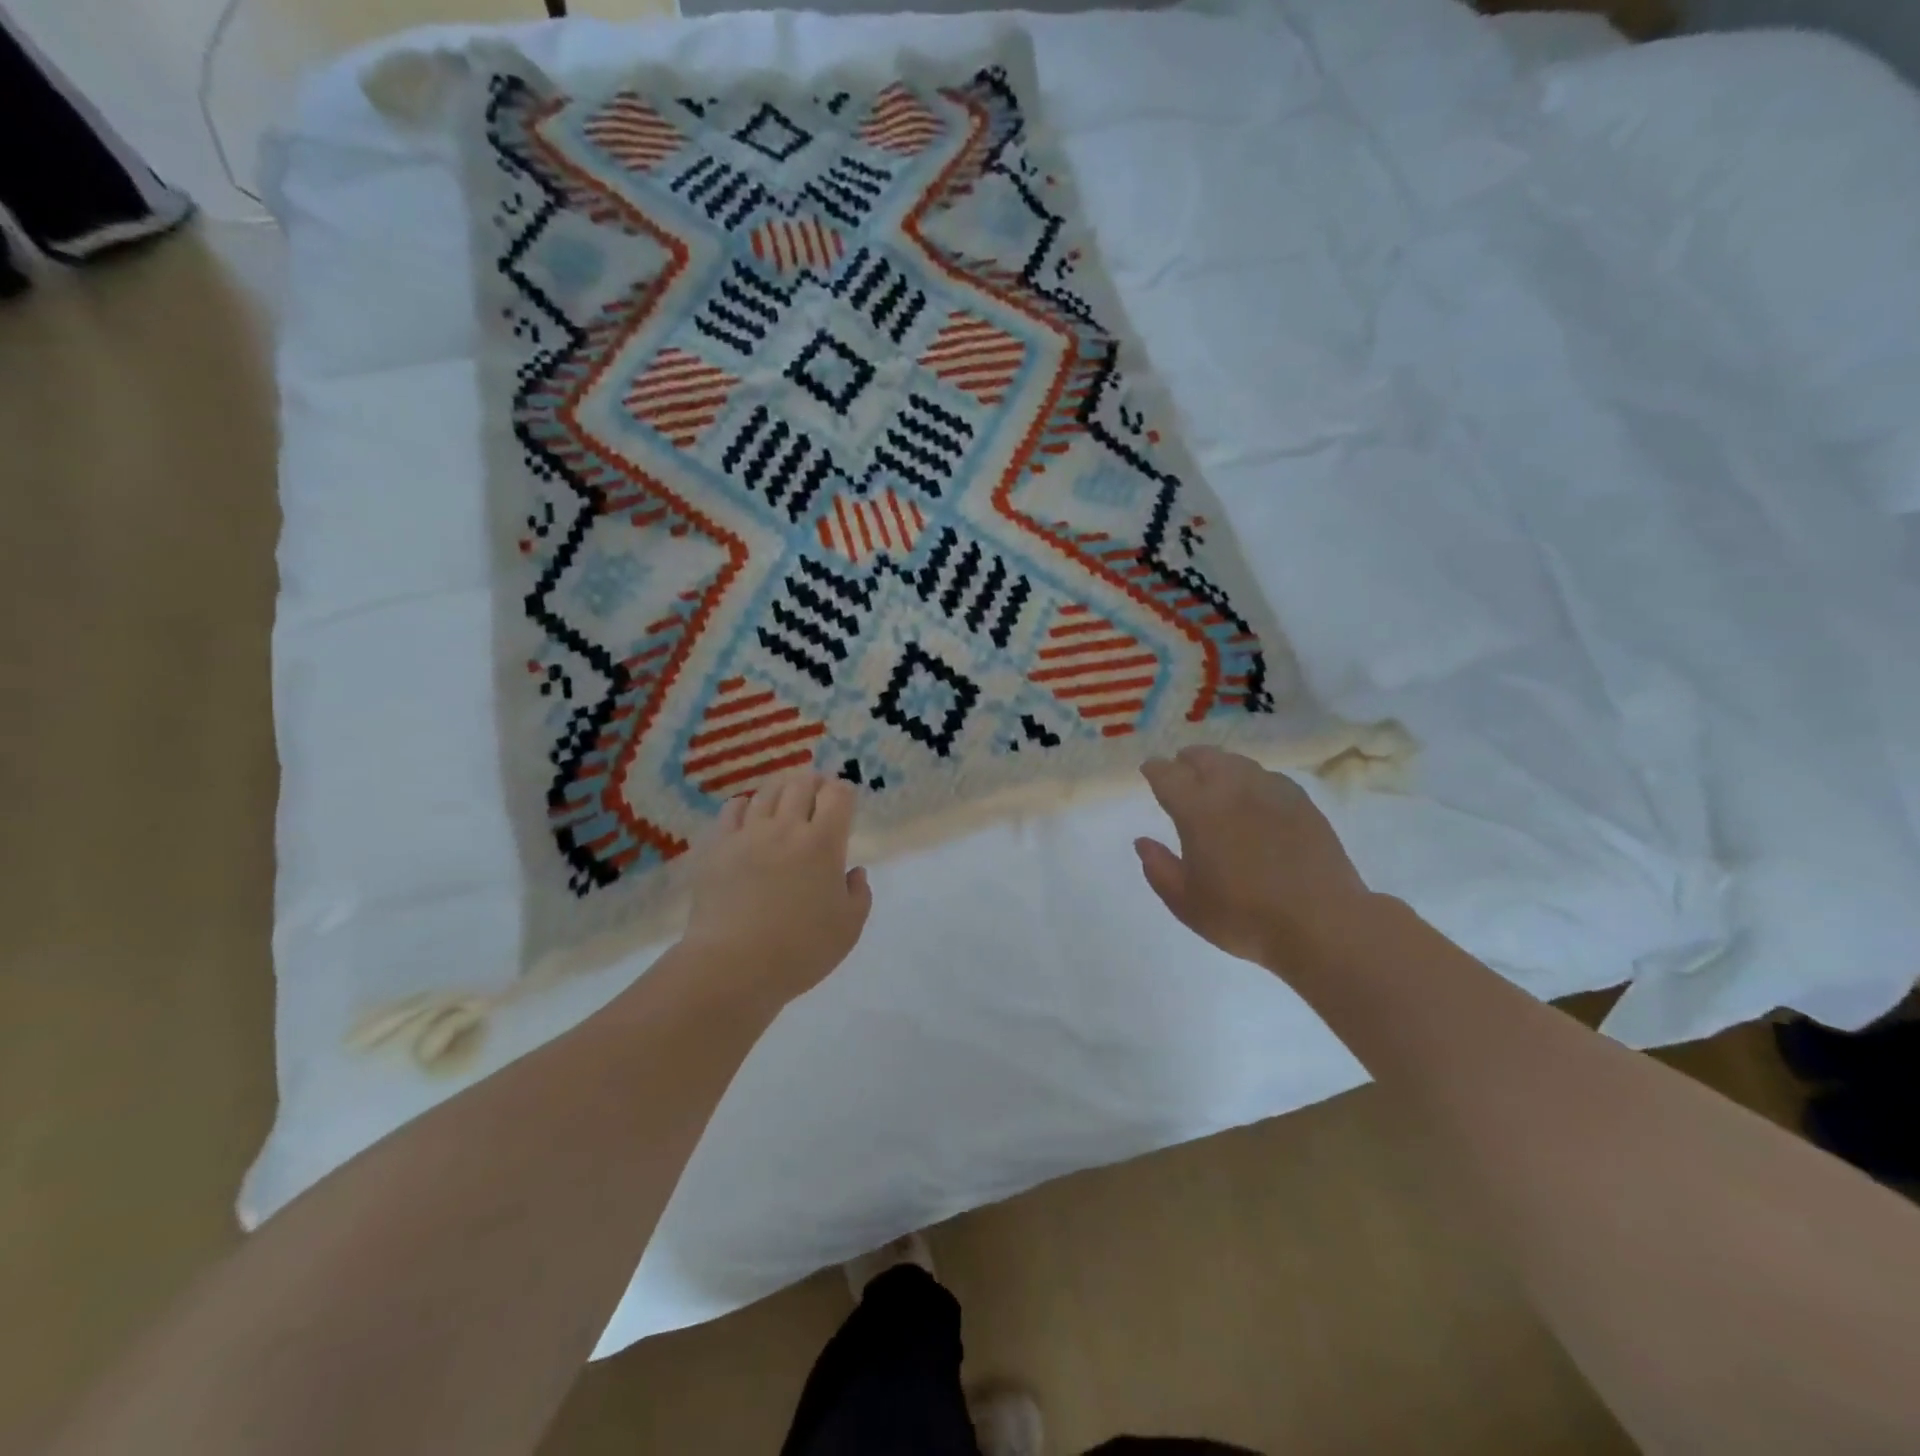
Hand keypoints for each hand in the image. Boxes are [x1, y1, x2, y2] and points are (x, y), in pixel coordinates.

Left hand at [680, 769, 872, 1007]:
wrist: (733, 966)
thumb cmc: (800, 950)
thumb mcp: (848, 928)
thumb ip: (858, 894)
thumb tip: (854, 872)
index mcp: (823, 843)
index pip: (837, 795)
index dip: (843, 791)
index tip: (844, 800)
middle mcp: (786, 827)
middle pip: (802, 783)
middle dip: (814, 782)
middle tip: (817, 792)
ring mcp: (748, 834)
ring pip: (767, 791)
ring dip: (782, 789)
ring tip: (785, 798)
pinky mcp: (717, 846)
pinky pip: (733, 809)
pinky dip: (746, 805)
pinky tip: (749, 815)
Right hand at [1136, 746, 1374, 970]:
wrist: (1321, 923)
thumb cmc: (1243, 916)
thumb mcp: (1186, 903)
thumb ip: (1159, 868)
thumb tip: (1143, 842)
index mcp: (1197, 809)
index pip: (1167, 775)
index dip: (1154, 769)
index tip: (1149, 770)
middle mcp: (1232, 788)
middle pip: (1204, 757)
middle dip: (1187, 759)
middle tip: (1180, 768)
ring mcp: (1271, 791)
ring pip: (1238, 762)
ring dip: (1219, 765)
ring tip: (1216, 778)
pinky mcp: (1302, 802)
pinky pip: (1268, 777)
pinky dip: (1251, 779)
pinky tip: (1254, 796)